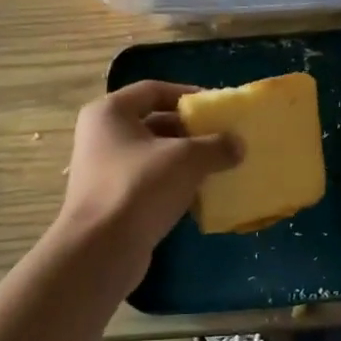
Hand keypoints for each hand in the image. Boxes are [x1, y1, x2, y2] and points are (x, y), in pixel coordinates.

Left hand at [54, 81, 240, 276]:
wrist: (102, 250)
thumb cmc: (139, 188)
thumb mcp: (186, 159)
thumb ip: (216, 146)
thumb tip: (238, 145)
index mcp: (110, 113)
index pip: (153, 90)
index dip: (187, 94)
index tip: (217, 106)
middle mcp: (102, 136)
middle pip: (154, 123)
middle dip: (191, 131)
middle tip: (224, 138)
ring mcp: (105, 170)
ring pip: (154, 156)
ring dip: (186, 160)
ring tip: (220, 166)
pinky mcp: (114, 201)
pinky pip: (150, 183)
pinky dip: (175, 184)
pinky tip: (201, 195)